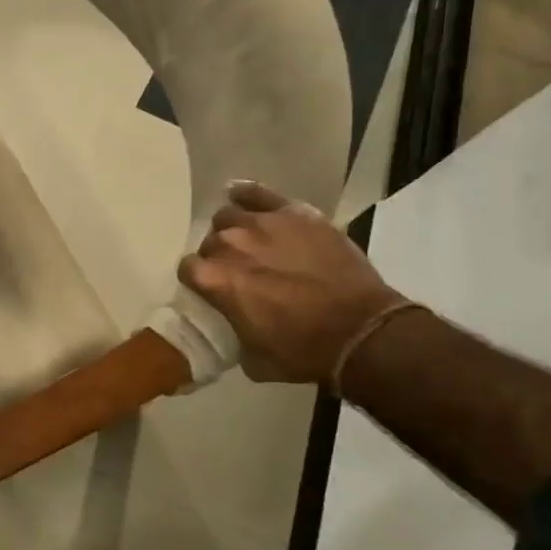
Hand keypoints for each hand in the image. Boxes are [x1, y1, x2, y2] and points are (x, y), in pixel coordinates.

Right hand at [179, 181, 405, 384]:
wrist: (362, 331)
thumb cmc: (304, 350)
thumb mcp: (253, 357)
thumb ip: (232, 330)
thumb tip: (232, 322)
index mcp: (215, 280)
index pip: (188, 269)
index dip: (199, 280)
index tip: (212, 289)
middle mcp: (230, 245)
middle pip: (210, 242)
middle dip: (219, 256)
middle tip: (239, 271)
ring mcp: (262, 224)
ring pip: (229, 216)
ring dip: (233, 230)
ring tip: (250, 242)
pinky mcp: (294, 213)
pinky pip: (257, 192)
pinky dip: (245, 193)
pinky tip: (239, 196)